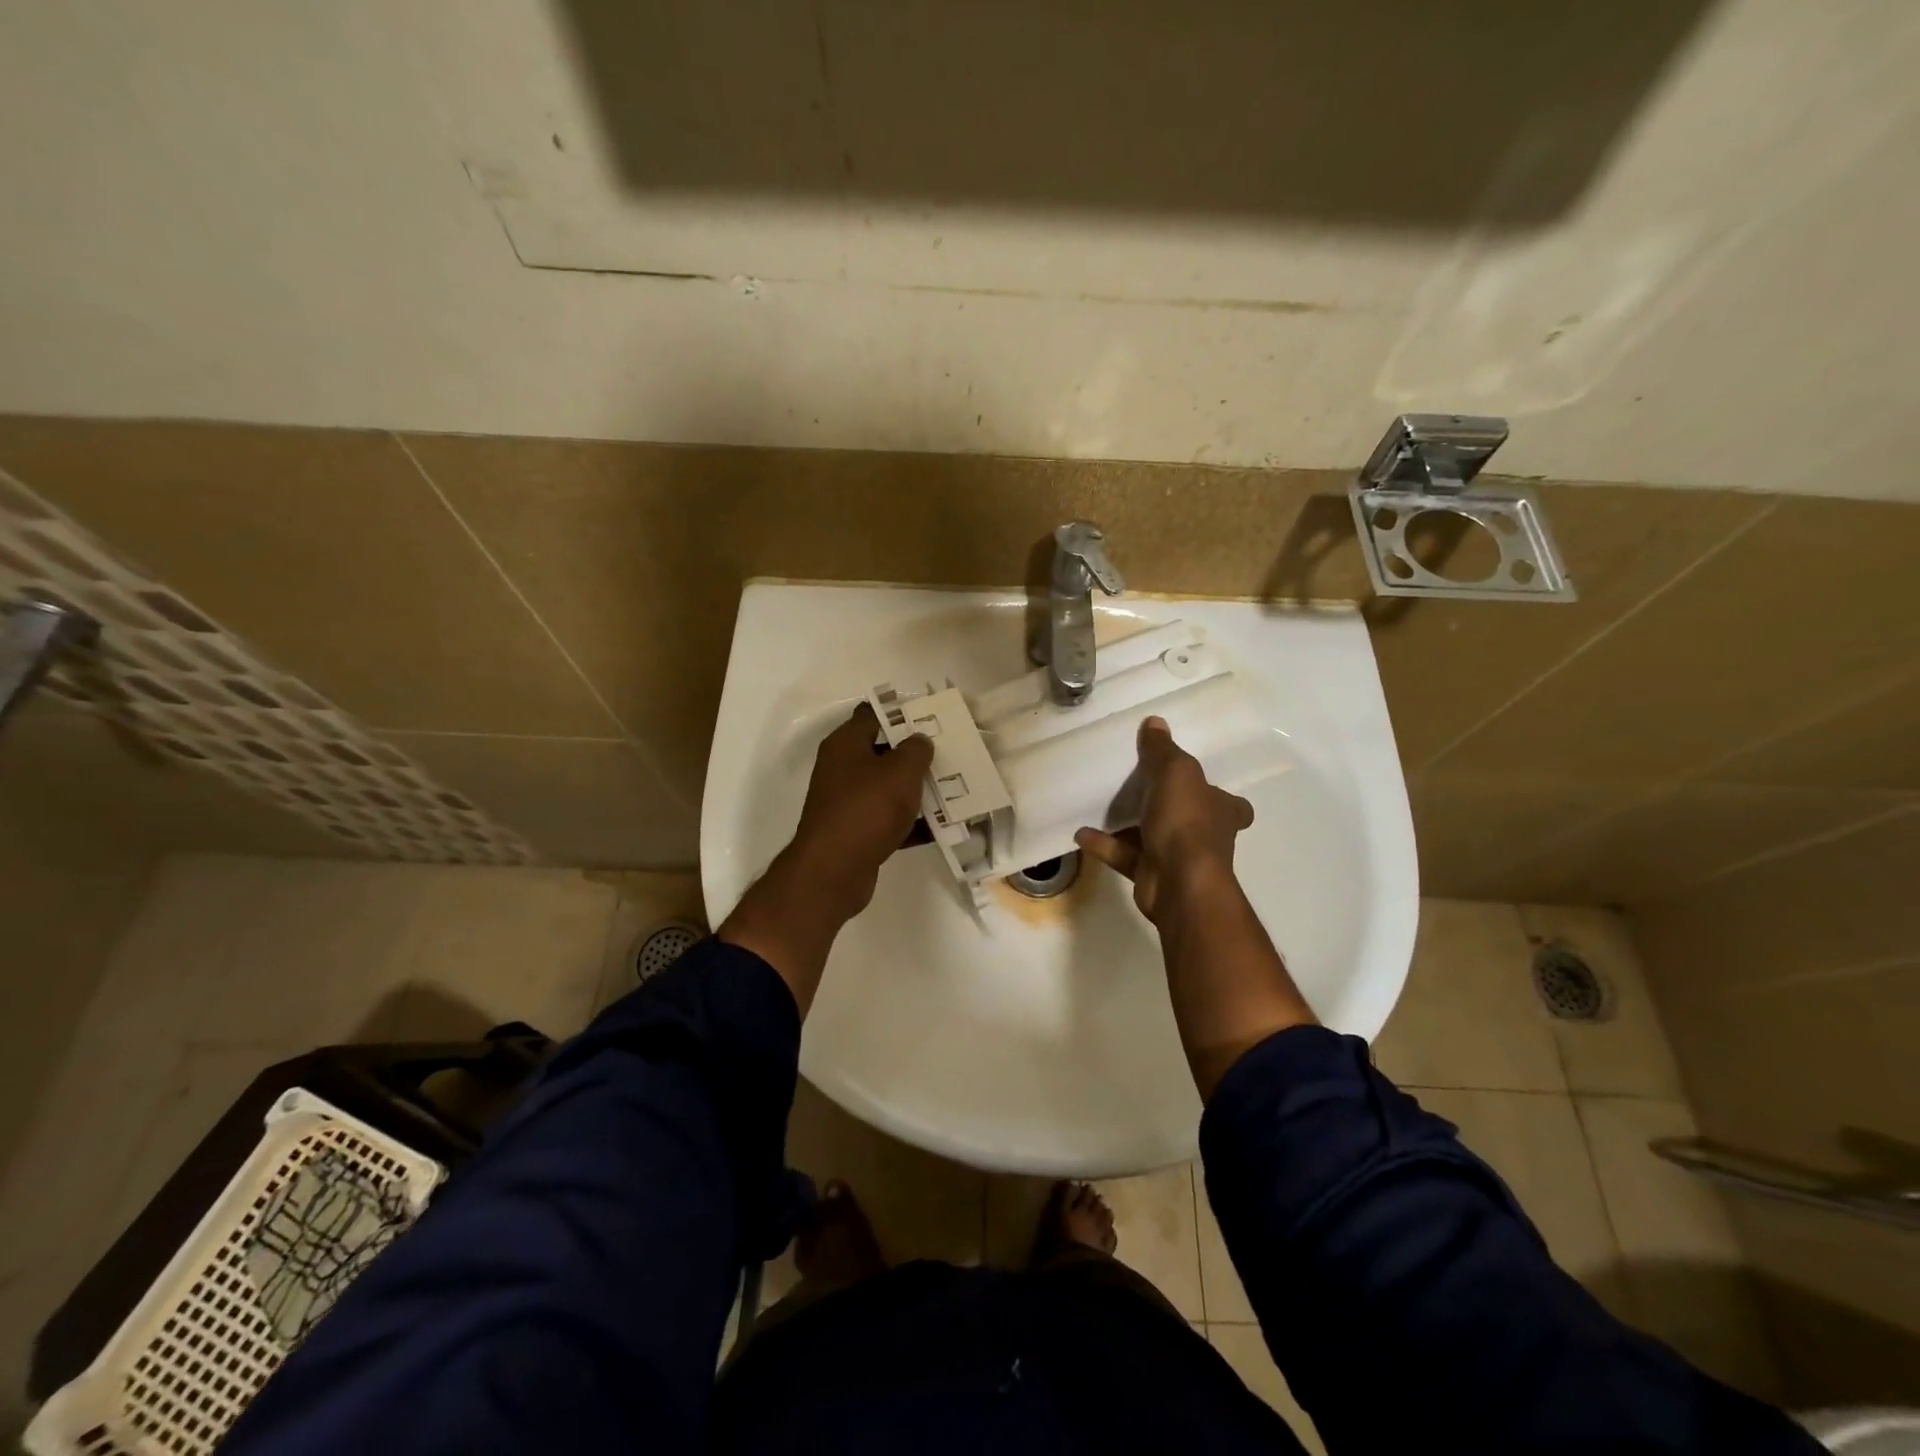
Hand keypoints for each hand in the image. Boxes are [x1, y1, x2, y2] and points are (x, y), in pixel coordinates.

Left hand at [789, 702, 934, 918]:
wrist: (834, 871)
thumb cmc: (867, 809)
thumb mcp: (900, 771)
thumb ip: (916, 750)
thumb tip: (919, 741)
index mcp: (845, 745)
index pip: (872, 715)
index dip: (901, 712)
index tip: (931, 716)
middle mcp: (842, 769)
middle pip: (883, 752)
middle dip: (915, 754)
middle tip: (949, 753)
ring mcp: (848, 803)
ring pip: (888, 788)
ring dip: (917, 790)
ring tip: (954, 788)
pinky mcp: (857, 833)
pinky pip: (889, 820)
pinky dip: (912, 823)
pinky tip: (942, 827)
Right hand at [1075, 716, 1253, 923]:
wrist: (1179, 883)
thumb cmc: (1186, 822)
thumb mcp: (1175, 772)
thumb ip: (1162, 749)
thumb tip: (1155, 721)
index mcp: (1222, 810)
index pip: (1231, 804)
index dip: (1218, 794)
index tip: (1199, 785)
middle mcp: (1205, 835)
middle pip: (1189, 817)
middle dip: (1168, 806)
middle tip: (1137, 785)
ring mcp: (1178, 858)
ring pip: (1152, 835)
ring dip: (1128, 823)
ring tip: (1100, 805)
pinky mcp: (1151, 875)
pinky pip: (1124, 855)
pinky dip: (1104, 844)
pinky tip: (1080, 833)